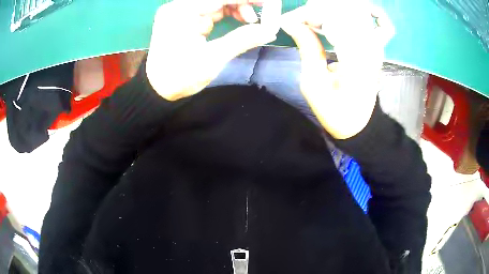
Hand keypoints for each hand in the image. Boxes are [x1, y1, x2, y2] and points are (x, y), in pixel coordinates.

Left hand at [146, 0, 278, 100]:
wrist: (157, 89)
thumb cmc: (179, 77)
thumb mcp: (212, 59)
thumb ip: (242, 40)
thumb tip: (270, 29)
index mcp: (182, 11)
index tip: (271, 4)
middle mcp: (180, 5)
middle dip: (245, 2)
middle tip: (265, 12)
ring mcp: (183, 10)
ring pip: (218, 1)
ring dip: (239, 6)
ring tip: (252, 21)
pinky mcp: (187, 17)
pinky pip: (213, 8)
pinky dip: (229, 12)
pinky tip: (242, 19)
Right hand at [280, 0, 394, 138]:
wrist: (358, 124)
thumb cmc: (334, 110)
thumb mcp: (313, 84)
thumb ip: (307, 48)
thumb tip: (291, 22)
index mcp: (355, 59)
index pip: (332, 17)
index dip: (307, 13)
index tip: (287, 21)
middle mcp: (370, 47)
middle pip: (345, 9)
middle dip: (317, 8)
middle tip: (299, 20)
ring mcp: (377, 46)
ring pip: (358, 11)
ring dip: (333, 9)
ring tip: (314, 19)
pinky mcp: (377, 48)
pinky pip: (379, 23)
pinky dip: (363, 14)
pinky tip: (346, 17)